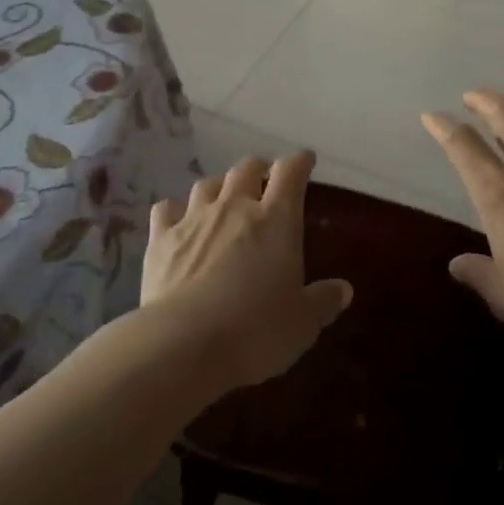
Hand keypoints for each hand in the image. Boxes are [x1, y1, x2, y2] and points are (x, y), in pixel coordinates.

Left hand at [140, 151, 353, 393]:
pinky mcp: (160, 239)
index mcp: (276, 219)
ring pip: (207, 184)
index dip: (299, 162)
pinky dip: (175, 210)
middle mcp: (234, 207)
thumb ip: (323, 301)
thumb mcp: (302, 323)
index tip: (305, 161)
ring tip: (224, 198)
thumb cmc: (255, 330)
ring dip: (219, 186)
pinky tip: (178, 221)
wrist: (183, 343)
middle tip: (265, 182)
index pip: (290, 172)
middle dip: (259, 170)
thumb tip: (343, 290)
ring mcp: (193, 219)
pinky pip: (166, 209)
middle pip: (246, 168)